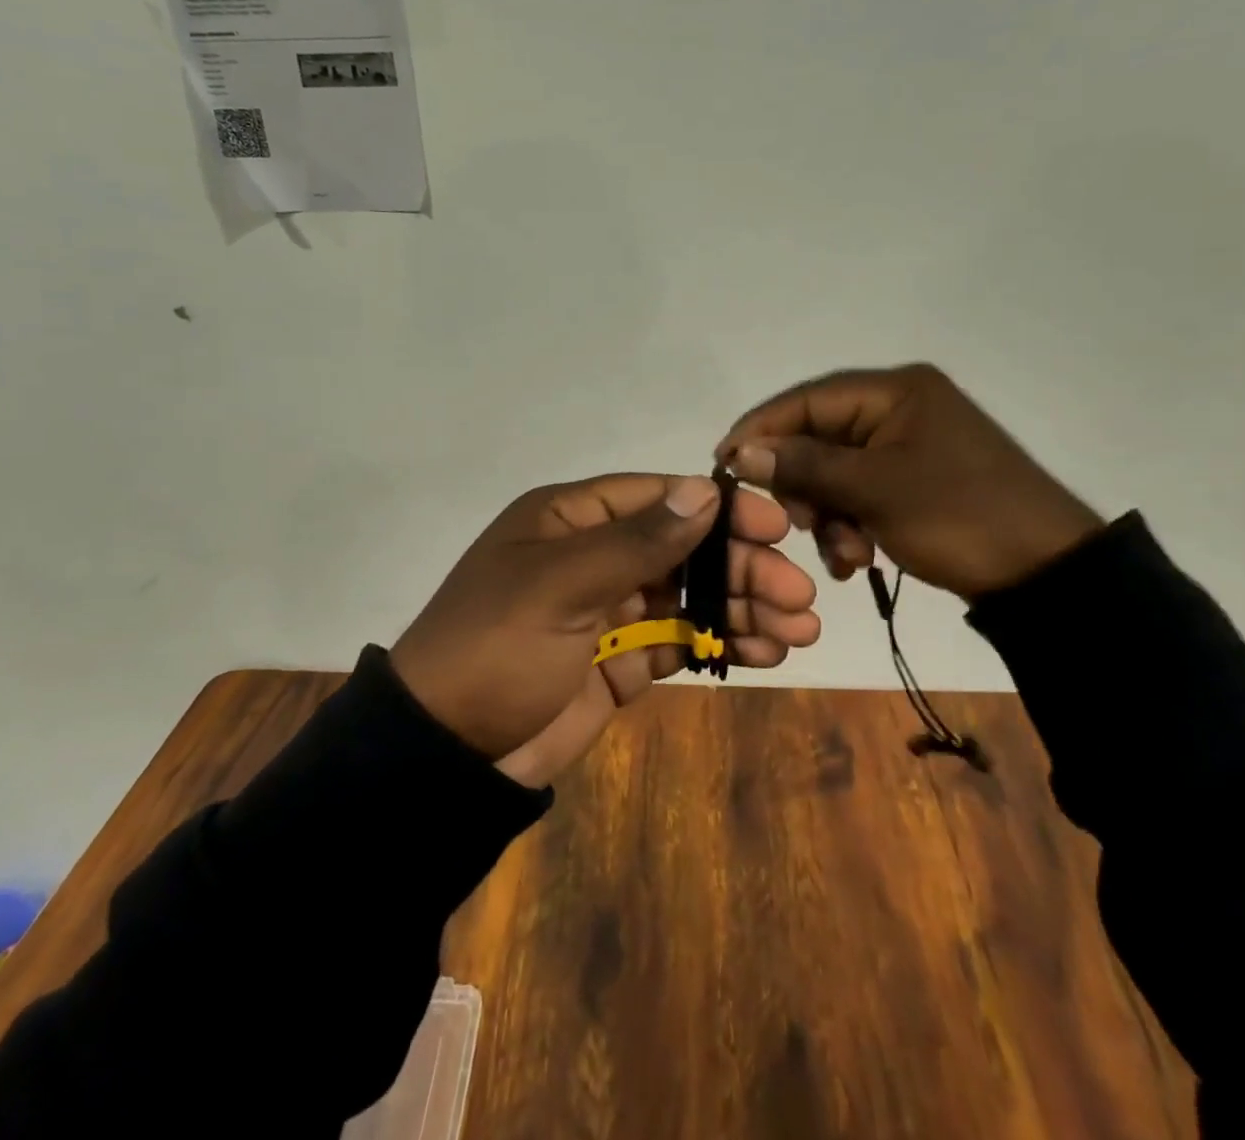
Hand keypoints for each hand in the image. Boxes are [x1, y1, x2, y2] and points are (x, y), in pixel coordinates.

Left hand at [390, 473, 819, 787]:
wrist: (447, 754)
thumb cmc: (497, 648)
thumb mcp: (560, 585)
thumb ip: (635, 541)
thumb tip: (703, 490)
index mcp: (570, 520)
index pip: (657, 499)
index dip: (718, 511)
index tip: (774, 529)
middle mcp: (593, 556)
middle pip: (683, 550)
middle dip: (741, 570)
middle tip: (798, 595)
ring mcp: (608, 612)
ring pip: (688, 597)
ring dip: (741, 608)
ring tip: (797, 630)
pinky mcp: (620, 663)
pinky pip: (679, 643)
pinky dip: (719, 644)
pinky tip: (764, 653)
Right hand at [716, 364, 1102, 601]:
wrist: (1047, 574)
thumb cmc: (959, 516)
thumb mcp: (875, 489)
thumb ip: (804, 465)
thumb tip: (739, 451)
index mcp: (895, 391)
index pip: (808, 399)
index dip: (761, 429)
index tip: (723, 462)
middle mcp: (898, 408)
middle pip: (819, 437)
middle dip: (804, 486)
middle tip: (798, 525)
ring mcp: (907, 446)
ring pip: (836, 472)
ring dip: (828, 515)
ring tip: (843, 554)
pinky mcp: (913, 480)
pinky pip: (860, 493)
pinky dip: (850, 524)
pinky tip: (856, 558)